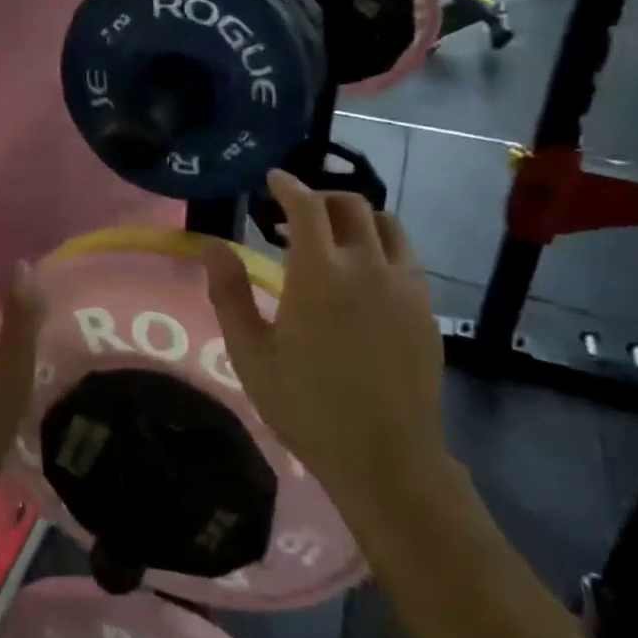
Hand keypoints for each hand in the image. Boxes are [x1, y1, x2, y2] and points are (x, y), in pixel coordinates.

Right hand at [200, 170, 452, 524]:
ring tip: (332, 236)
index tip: (273, 179)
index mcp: (320, 273)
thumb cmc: (307, 406)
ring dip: (355, 217)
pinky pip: (405, 254)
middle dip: (320, 197)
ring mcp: (404, 284)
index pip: (306, 206)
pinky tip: (363, 272)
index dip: (288, 185)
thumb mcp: (252, 354)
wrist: (386, 457)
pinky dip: (380, 243)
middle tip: (293, 214)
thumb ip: (230, 294)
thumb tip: (212, 246)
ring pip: (386, 223)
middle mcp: (367, 266)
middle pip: (350, 205)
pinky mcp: (425, 306)